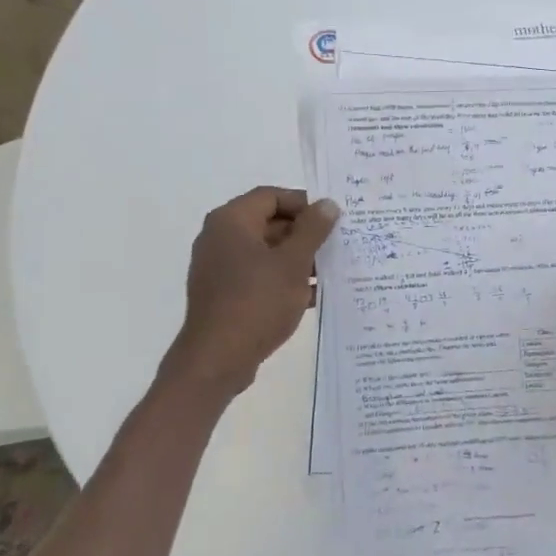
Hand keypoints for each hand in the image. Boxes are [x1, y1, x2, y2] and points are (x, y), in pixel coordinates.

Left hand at [160, 187, 339, 398]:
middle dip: (305, 234)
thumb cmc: (257, 302)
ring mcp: (220, 267)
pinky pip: (259, 275)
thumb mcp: (293, 263)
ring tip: (331, 271)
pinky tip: (312, 295)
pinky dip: (284, 279)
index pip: (272, 196)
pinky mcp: (224, 293)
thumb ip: (312, 230)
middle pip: (269, 222)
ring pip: (266, 252)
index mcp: (231, 221)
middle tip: (338, 245)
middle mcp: (220, 238)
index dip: (305, 204)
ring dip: (298, 259)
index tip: (333, 220)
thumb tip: (327, 204)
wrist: (217, 359)